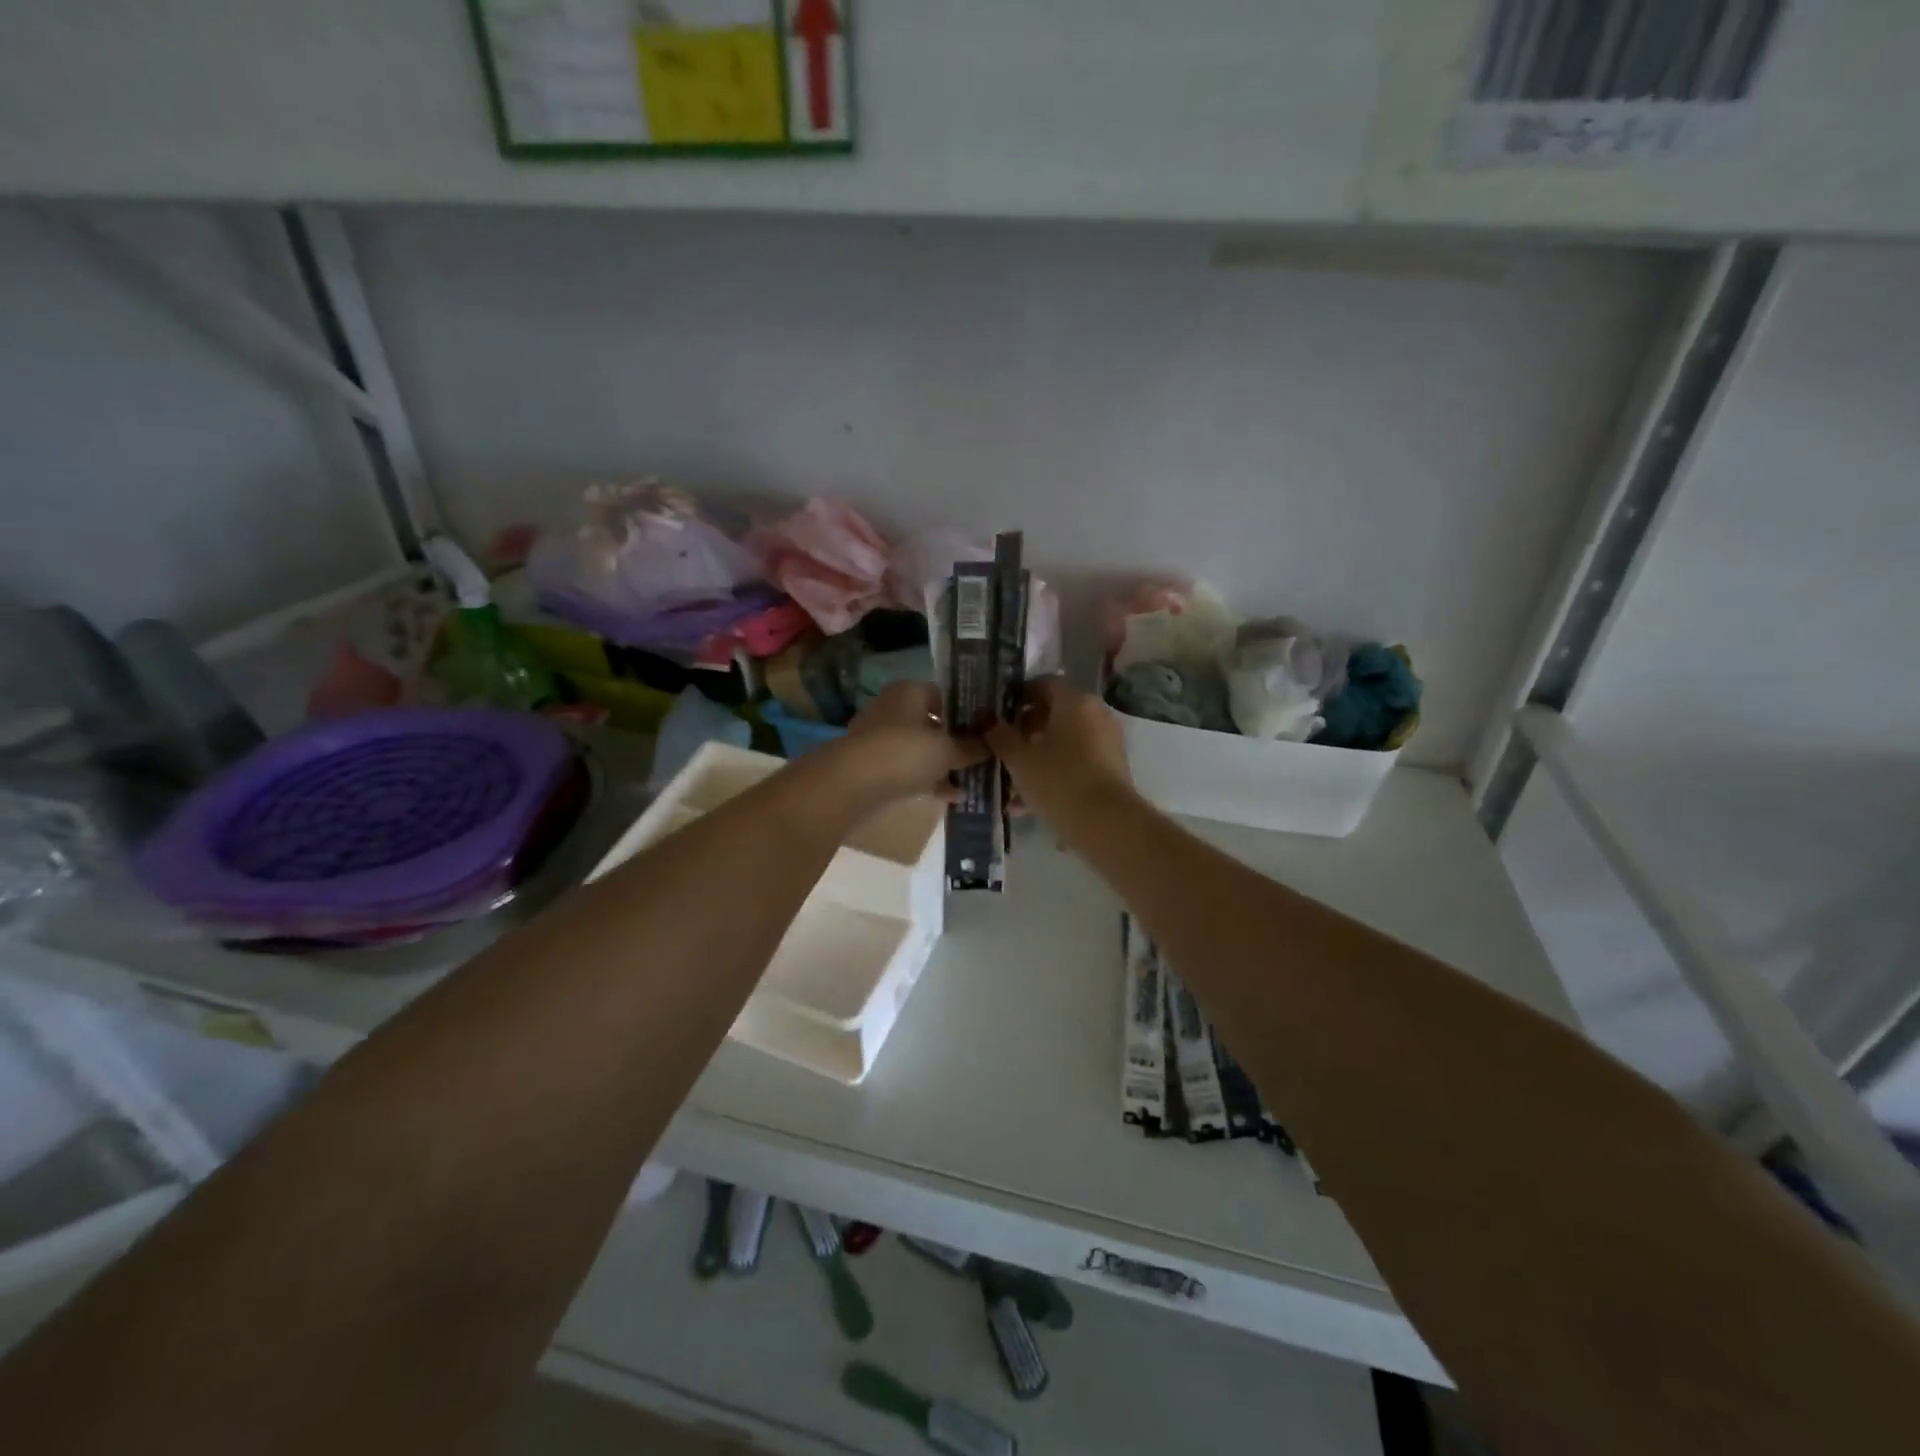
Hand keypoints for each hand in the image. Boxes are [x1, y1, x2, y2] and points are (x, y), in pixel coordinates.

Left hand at [832, 682, 987, 804]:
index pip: (947, 695)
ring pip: (923, 749)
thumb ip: (972, 747)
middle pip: (935, 723)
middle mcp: (894, 708)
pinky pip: (910, 769)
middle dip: (959, 741)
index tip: (991, 730)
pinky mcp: (875, 765)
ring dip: (946, 764)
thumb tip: (994, 744)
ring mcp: (882, 738)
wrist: (851, 785)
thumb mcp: (947, 750)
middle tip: (987, 757)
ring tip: (976, 780)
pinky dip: (930, 780)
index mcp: (910, 691)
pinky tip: (954, 797)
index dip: (970, 711)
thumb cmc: (904, 753)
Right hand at [984, 679, 1134, 828]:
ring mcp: (1107, 740)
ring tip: (1010, 782)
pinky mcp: (1112, 767)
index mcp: (1074, 701)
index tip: (997, 715)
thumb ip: (1000, 736)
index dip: (1018, 696)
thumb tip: (986, 718)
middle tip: (1001, 748)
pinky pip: (1076, 761)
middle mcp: (1095, 713)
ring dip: (1038, 755)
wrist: (1107, 825)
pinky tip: (1028, 801)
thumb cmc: (1058, 782)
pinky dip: (1054, 772)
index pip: (1043, 683)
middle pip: (1055, 712)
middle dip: (1026, 729)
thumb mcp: (1019, 760)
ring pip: (1064, 740)